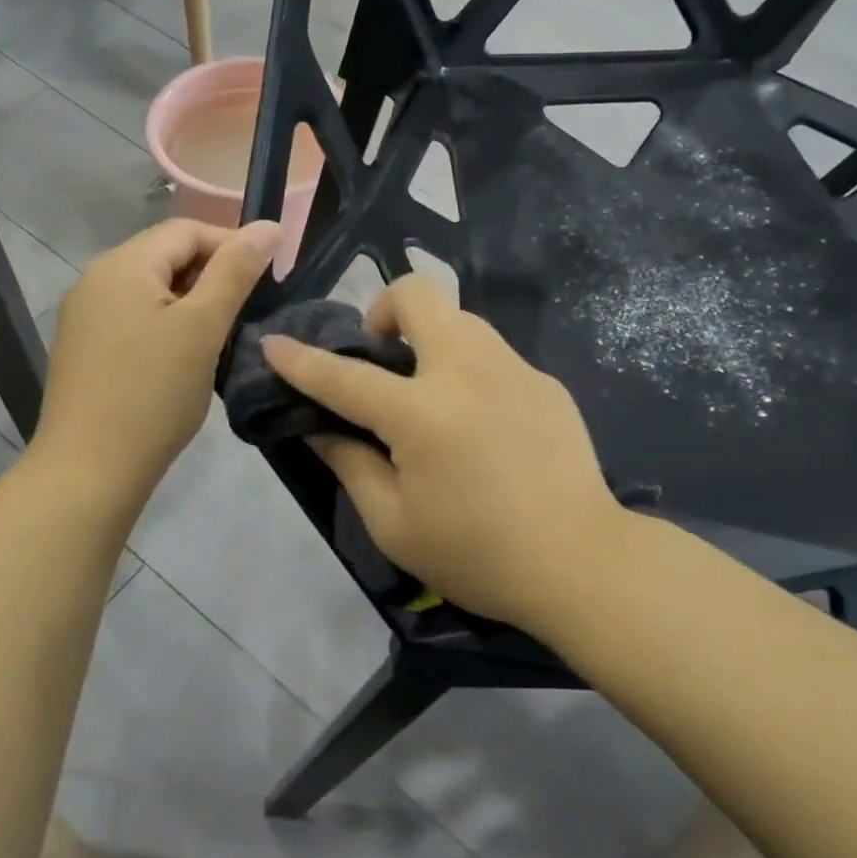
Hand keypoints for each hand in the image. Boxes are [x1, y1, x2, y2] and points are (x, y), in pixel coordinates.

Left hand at [34, 219, 279, 505]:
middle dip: (213, 275)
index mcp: (123, 264)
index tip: (268, 279)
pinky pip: (136, 317)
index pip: (187, 230)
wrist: (90, 470)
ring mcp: (85, 315)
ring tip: (223, 335)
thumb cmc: (153, 393)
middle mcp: (96, 279)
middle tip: (249, 312)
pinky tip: (186, 356)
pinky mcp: (86, 347)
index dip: (232, 245)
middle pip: (167, 256)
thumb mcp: (203, 327)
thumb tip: (269, 226)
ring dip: (193, 302)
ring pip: (153, 289)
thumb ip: (236, 272)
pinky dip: (168, 324)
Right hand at [261, 276, 623, 630]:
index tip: (274, 343)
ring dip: (429, 338)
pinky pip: (493, 354)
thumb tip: (321, 428)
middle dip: (383, 311)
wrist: (581, 562)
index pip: (345, 375)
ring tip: (428, 392)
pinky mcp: (545, 381)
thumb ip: (351, 466)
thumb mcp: (395, 525)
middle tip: (380, 359)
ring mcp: (514, 369)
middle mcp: (467, 371)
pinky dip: (468, 370)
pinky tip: (479, 422)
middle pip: (418, 295)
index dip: (301, 360)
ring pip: (459, 318)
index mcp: (422, 413)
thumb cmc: (478, 555)